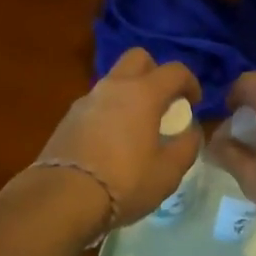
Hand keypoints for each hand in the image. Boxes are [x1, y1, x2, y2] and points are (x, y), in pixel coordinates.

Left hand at [33, 48, 202, 226]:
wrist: (62, 197)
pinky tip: (110, 141)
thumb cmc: (124, 182)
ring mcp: (88, 98)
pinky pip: (97, 102)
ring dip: (129, 93)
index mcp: (143, 93)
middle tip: (162, 102)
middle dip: (155, 72)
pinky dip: (109, 111)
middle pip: (138, 58)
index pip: (175, 70)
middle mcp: (115, 86)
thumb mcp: (168, 173)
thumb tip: (191, 130)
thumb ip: (186, 146)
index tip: (193, 103)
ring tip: (136, 126)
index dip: (190, 82)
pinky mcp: (69, 117)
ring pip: (114, 80)